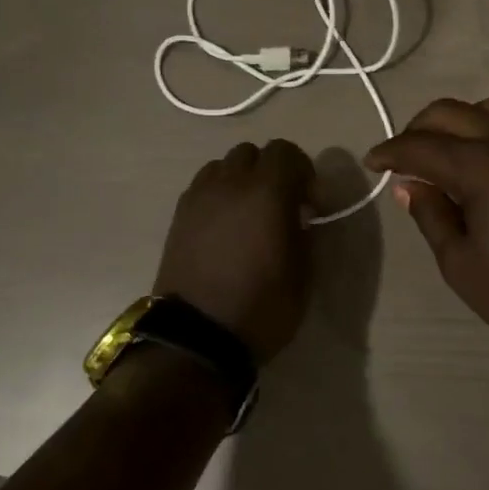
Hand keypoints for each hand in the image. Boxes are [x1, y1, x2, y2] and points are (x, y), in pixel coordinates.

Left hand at [155, 140, 314, 363]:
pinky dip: (218, 193)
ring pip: (223, 165)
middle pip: (252, 152)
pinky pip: (203, 186)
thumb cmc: (262, 306)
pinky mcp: (179, 215)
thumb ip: (305, 232)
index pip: (286, 152)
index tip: (309, 203)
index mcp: (267, 192)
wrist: (198, 336)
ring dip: (241, 179)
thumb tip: (298, 214)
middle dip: (271, 170)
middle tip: (280, 204)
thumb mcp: (303, 273)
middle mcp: (230, 183)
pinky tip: (224, 225)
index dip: (303, 171)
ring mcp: (199, 197)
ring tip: (248, 212)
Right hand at [365, 97, 488, 363]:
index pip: (421, 145)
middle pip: (451, 112)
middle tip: (402, 158)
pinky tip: (486, 157)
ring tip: (444, 151)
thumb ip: (431, 216)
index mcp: (481, 167)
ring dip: (458, 120)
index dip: (389, 151)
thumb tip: (409, 185)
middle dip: (418, 128)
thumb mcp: (461, 266)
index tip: (370, 163)